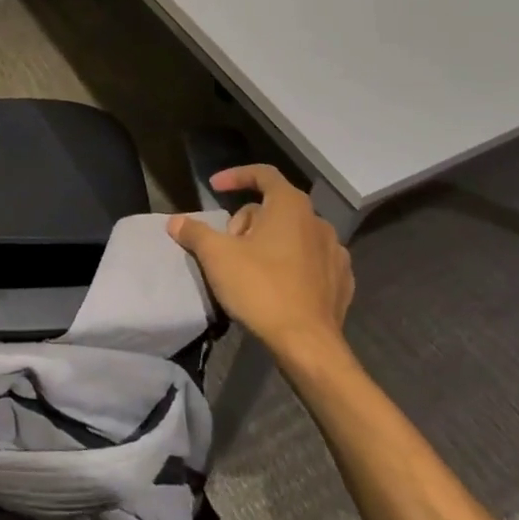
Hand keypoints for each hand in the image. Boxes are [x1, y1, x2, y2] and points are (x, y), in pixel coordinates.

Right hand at [168, 164, 353, 363]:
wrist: (308, 345)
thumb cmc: (261, 288)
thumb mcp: (216, 256)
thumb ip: (194, 232)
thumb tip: (176, 222)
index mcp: (291, 206)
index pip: (263, 174)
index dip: (236, 176)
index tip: (214, 188)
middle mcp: (318, 222)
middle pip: (274, 208)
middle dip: (247, 221)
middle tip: (228, 246)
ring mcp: (335, 253)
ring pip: (294, 234)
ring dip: (269, 242)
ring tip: (250, 268)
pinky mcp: (342, 282)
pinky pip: (311, 260)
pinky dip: (292, 264)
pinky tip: (277, 285)